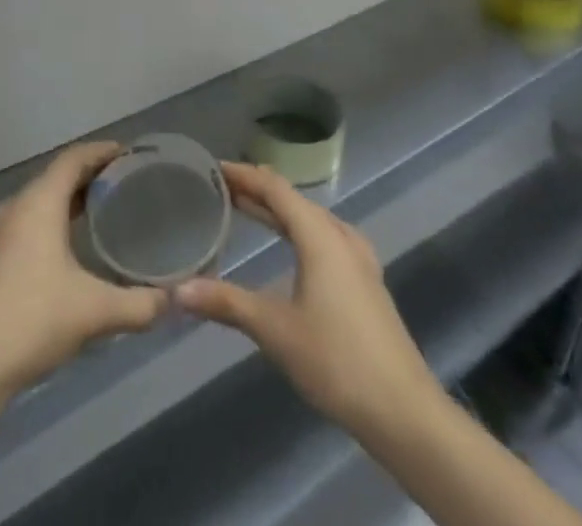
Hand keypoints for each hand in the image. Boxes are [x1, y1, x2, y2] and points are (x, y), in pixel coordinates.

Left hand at [0, 142, 169, 397]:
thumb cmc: (34, 320)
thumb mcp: (95, 312)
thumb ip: (139, 304)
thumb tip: (172, 300)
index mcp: (39, 201)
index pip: (74, 158)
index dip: (102, 151)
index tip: (130, 154)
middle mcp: (17, 205)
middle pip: (58, 175)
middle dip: (91, 174)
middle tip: (126, 182)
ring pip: (42, 198)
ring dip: (71, 197)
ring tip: (104, 209)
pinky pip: (30, 219)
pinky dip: (54, 217)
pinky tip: (71, 243)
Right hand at [175, 162, 438, 441]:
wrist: (404, 412)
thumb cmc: (336, 360)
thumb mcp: (275, 330)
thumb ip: (226, 304)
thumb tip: (177, 291)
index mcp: (319, 235)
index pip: (275, 188)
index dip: (244, 174)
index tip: (213, 168)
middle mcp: (340, 236)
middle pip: (293, 199)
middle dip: (257, 190)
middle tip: (221, 187)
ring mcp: (358, 258)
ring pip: (310, 218)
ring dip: (278, 210)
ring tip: (247, 208)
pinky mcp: (365, 281)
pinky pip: (324, 237)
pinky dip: (298, 230)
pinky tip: (291, 247)